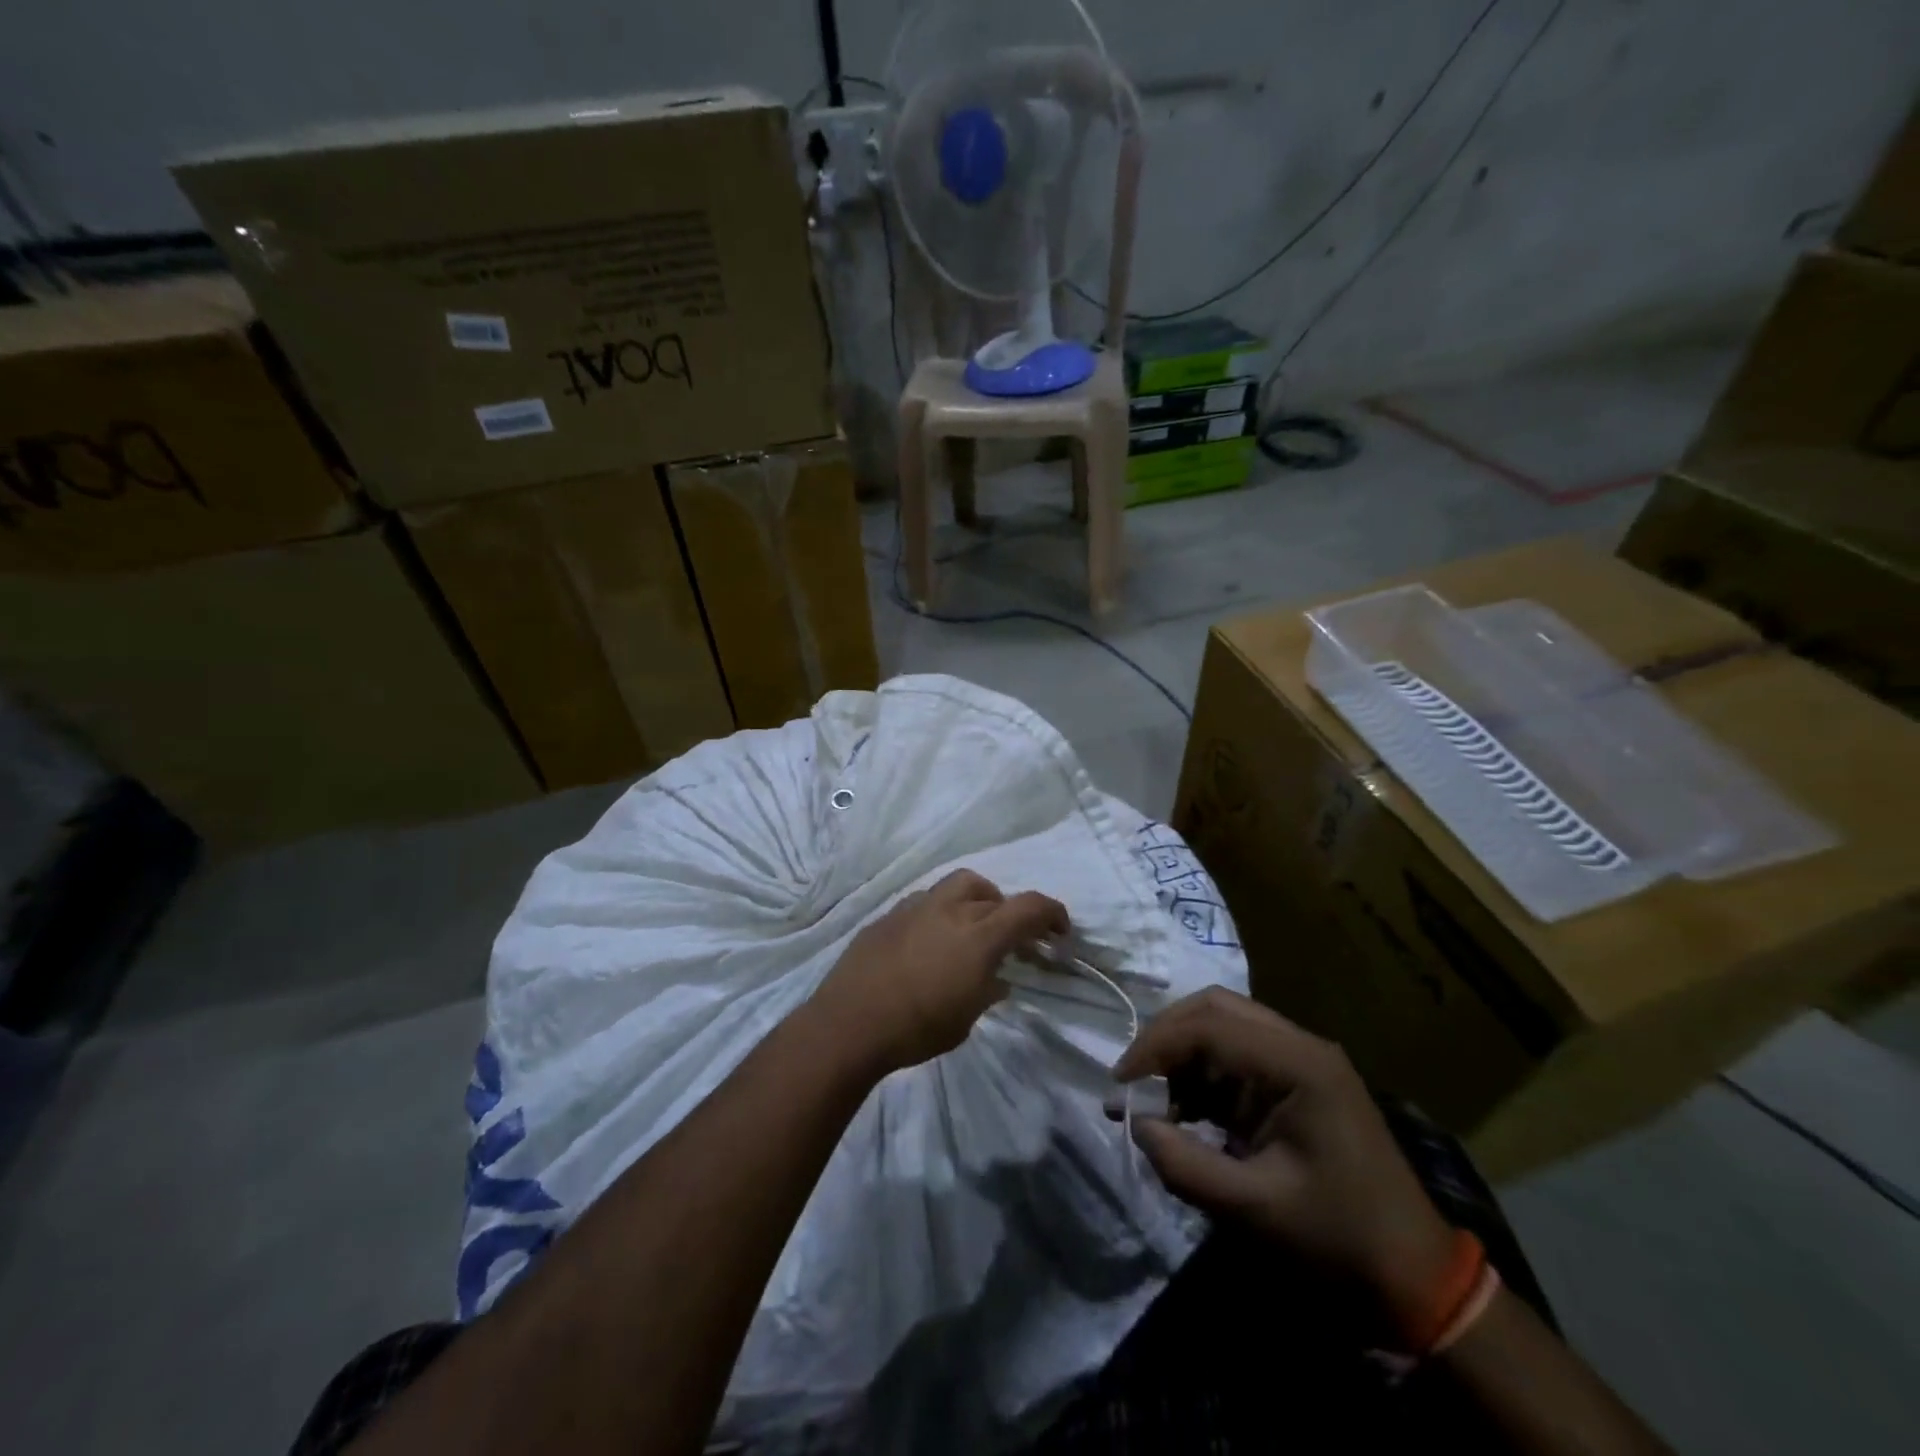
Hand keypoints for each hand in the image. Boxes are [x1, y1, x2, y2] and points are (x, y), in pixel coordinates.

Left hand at [813, 870, 1067, 1075]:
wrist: (850, 1023)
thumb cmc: (917, 1028)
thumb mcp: (966, 1019)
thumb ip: (987, 991)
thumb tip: (997, 979)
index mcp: (979, 935)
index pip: (1029, 907)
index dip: (1053, 913)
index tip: (1060, 930)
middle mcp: (950, 909)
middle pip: (990, 891)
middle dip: (1006, 907)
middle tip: (1007, 934)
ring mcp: (915, 907)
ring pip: (954, 886)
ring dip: (971, 902)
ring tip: (967, 930)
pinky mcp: (888, 915)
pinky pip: (923, 902)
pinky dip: (937, 913)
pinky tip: (928, 941)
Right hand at [1115, 988, 1454, 1335]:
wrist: (1416, 1281)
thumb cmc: (1339, 1242)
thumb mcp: (1254, 1209)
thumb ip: (1184, 1164)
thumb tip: (1134, 1124)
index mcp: (1299, 1064)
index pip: (1209, 1027)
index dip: (1155, 1046)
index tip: (1119, 1083)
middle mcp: (1300, 1047)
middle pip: (1215, 1010)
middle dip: (1166, 1038)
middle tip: (1132, 1079)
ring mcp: (1301, 1062)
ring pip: (1222, 1028)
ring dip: (1182, 1058)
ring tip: (1152, 1103)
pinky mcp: (1296, 1084)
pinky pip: (1235, 1059)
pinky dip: (1201, 1077)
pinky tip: (1183, 1114)